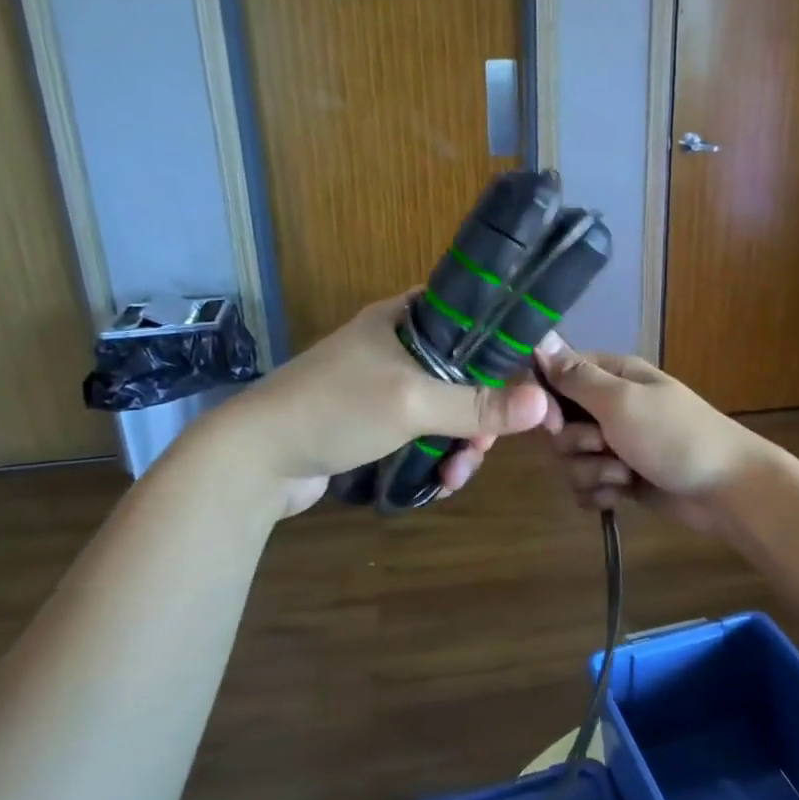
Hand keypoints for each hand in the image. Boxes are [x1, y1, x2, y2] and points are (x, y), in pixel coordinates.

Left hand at [217, 294, 549, 515]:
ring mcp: (386, 384)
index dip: (506, 348)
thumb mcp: (413, 402)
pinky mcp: (376, 421)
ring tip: (456, 475)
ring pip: (447, 408)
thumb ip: (478, 404)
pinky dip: (437, 454)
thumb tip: (544, 403)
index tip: (530, 385)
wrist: (254, 459)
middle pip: (466, 371)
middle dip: (481, 415)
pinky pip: (424, 432)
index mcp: (406, 318)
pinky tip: (439, 482)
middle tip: (482, 447)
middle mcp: (399, 344)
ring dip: (461, 443)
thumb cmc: (336, 409)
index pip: (474, 317)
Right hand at [536, 340, 771, 533]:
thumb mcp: (621, 400)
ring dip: (591, 473)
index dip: (548, 401)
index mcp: (613, 376)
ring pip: (571, 459)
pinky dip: (599, 494)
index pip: (558, 376)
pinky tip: (619, 497)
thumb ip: (576, 377)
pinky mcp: (621, 479)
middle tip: (603, 446)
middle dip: (575, 444)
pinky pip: (587, 485)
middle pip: (560, 424)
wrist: (725, 490)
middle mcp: (611, 406)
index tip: (555, 421)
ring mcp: (616, 444)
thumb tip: (539, 341)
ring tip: (622, 477)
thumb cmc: (674, 436)